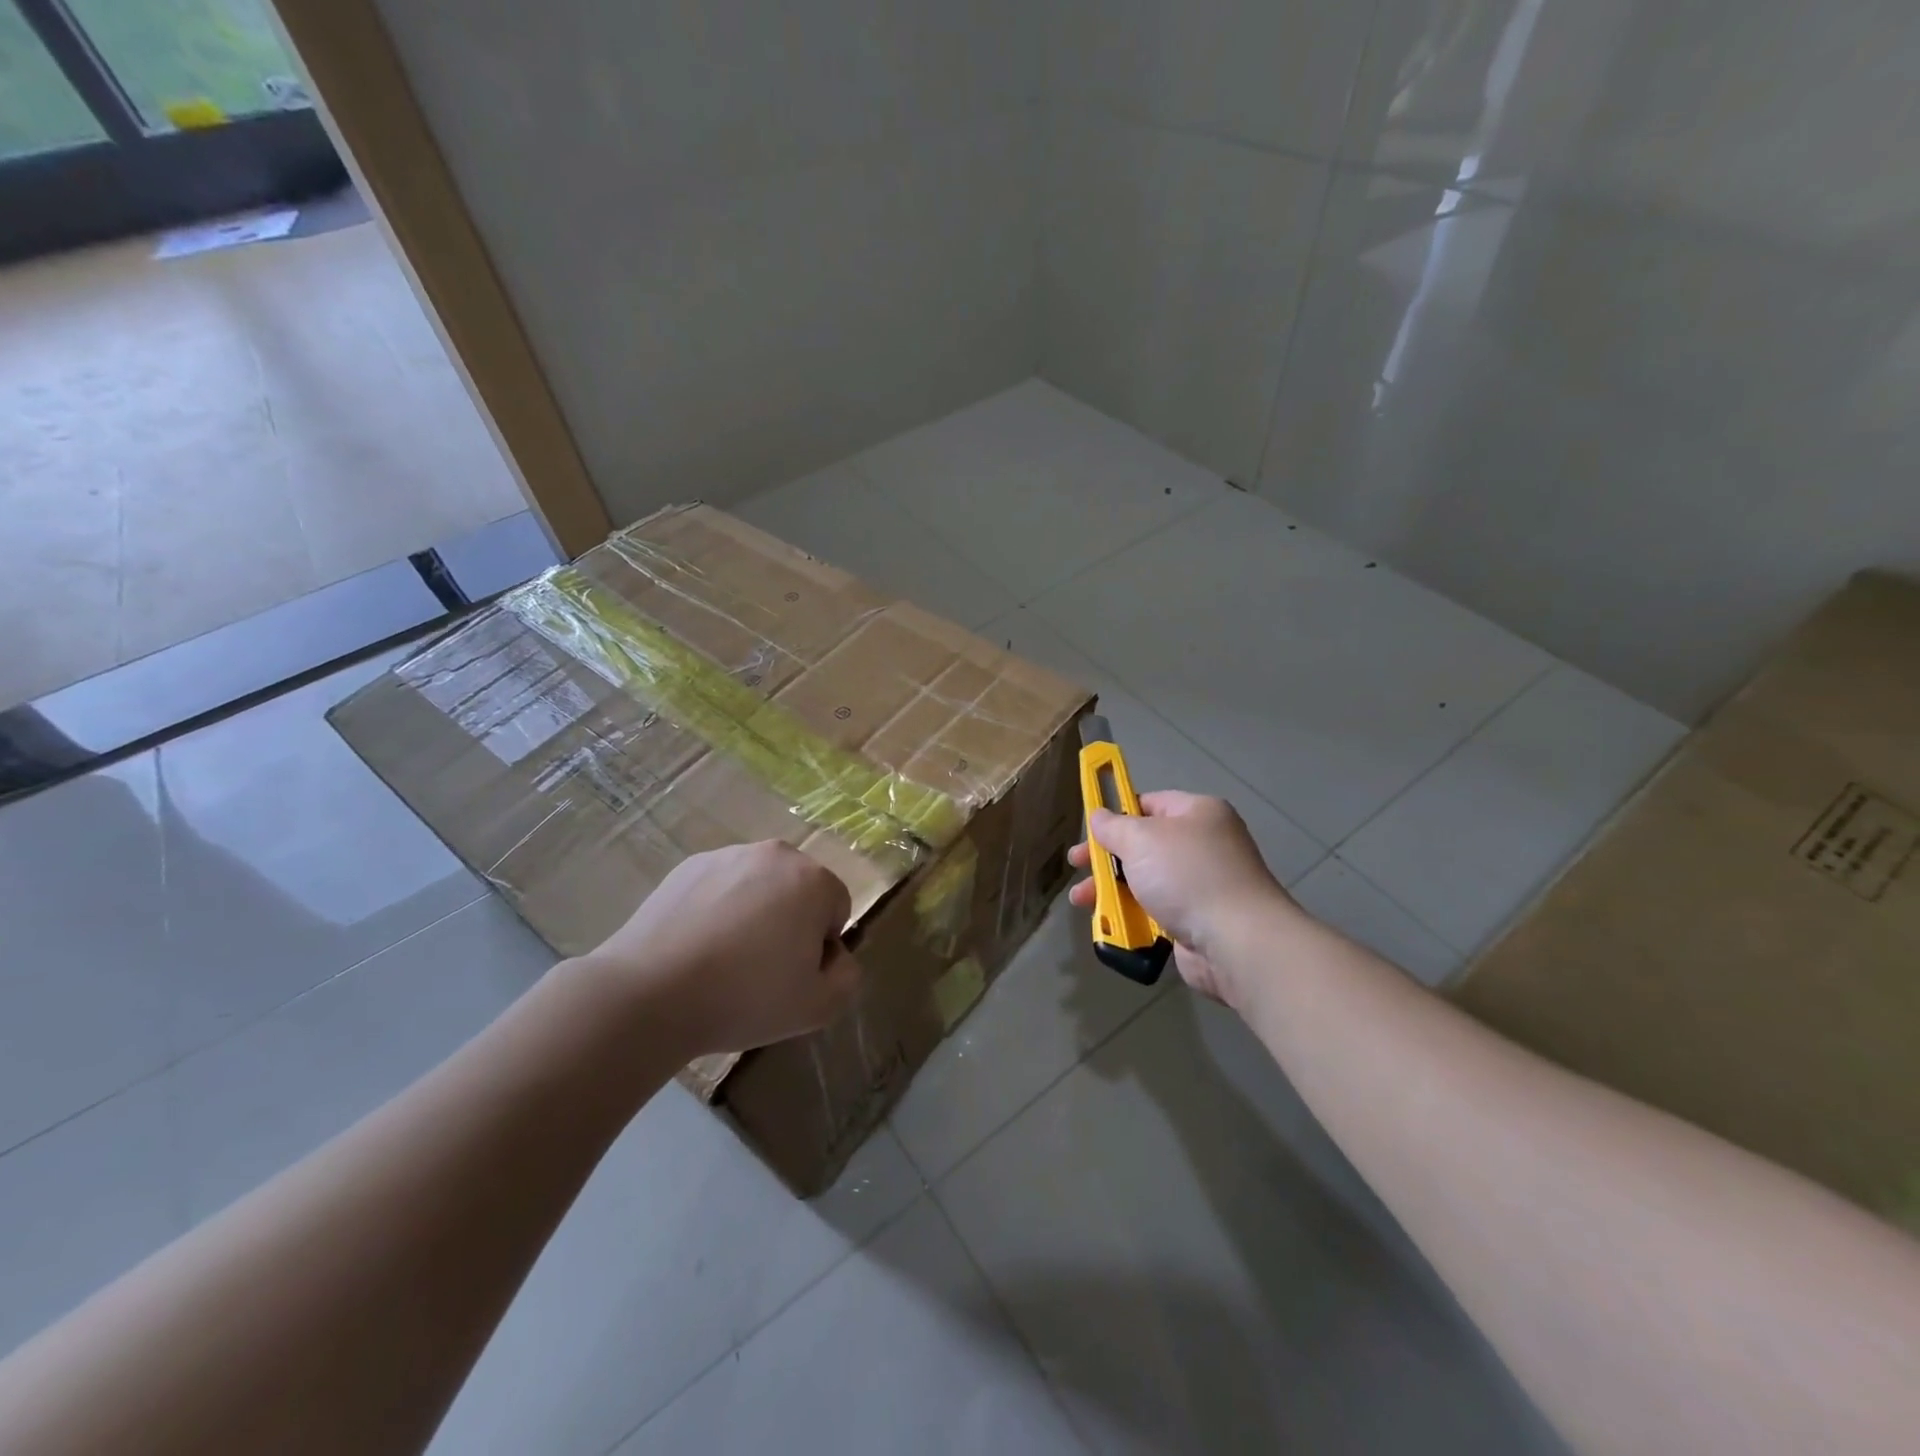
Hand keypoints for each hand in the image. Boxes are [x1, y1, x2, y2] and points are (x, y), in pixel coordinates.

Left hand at [579, 841, 861, 1056]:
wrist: (650, 993)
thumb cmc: (745, 997)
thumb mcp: (818, 1007)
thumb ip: (847, 977)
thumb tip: (835, 956)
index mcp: (813, 880)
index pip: (836, 909)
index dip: (821, 947)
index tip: (792, 976)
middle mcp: (776, 855)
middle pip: (799, 890)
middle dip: (790, 921)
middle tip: (761, 968)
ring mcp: (728, 856)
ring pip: (759, 885)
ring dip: (754, 912)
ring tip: (723, 959)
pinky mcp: (688, 866)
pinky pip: (720, 886)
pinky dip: (717, 908)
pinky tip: (695, 946)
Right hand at [1067, 791, 1287, 1004]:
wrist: (1236, 940)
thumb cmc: (1186, 875)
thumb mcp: (1140, 840)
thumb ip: (1113, 826)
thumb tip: (1099, 816)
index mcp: (1198, 813)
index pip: (1150, 803)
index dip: (1118, 814)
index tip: (1090, 830)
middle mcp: (1204, 844)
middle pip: (1144, 845)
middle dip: (1107, 857)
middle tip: (1076, 865)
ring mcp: (1203, 884)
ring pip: (1146, 880)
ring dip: (1112, 889)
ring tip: (1082, 900)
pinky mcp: (1198, 920)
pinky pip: (1157, 911)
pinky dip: (1132, 915)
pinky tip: (1109, 923)